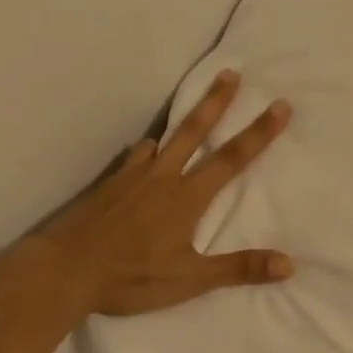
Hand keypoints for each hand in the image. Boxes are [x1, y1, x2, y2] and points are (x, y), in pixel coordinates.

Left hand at [29, 69, 294, 316]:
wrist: (63, 270)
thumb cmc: (130, 276)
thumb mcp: (189, 279)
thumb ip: (238, 269)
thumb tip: (289, 264)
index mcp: (187, 197)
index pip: (232, 158)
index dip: (260, 132)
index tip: (280, 105)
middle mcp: (163, 177)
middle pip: (194, 130)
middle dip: (216, 101)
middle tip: (231, 72)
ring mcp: (132, 177)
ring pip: (161, 139)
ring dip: (179, 122)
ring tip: (188, 112)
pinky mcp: (108, 185)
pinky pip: (133, 157)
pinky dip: (145, 150)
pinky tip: (143, 154)